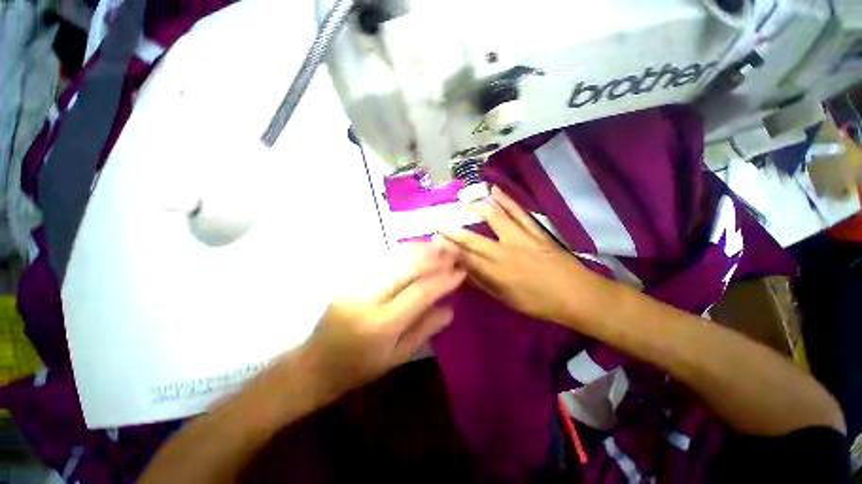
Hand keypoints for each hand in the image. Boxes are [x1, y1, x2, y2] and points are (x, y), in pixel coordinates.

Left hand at [303, 243, 464, 397]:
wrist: (315, 363)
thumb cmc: (359, 368)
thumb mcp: (397, 357)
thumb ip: (425, 329)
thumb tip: (450, 307)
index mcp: (382, 325)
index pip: (419, 293)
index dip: (443, 280)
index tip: (461, 271)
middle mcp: (368, 298)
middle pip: (406, 268)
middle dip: (434, 257)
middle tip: (453, 251)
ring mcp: (356, 284)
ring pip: (394, 258)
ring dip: (420, 250)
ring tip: (440, 246)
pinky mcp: (350, 278)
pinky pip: (382, 259)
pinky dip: (403, 252)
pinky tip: (417, 250)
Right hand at [438, 186, 602, 325]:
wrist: (577, 295)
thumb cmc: (539, 302)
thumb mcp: (507, 299)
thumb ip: (482, 284)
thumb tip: (462, 273)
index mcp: (497, 274)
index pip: (466, 259)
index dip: (448, 249)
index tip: (435, 241)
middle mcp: (505, 253)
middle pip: (473, 239)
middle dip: (453, 231)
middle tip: (440, 222)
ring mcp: (521, 238)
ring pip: (495, 218)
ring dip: (477, 207)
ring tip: (464, 198)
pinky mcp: (535, 230)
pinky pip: (518, 211)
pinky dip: (506, 199)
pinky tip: (495, 189)